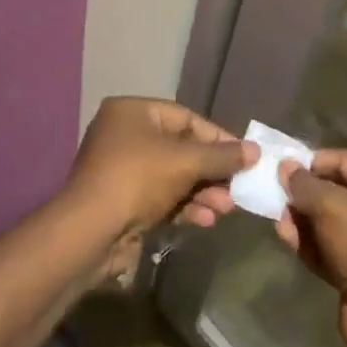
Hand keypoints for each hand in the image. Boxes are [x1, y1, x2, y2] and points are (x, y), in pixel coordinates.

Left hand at [66, 96, 252, 240]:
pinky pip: (163, 198)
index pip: (186, 118)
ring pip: (175, 177)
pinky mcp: (124, 202)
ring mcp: (123, 171)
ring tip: (226, 209)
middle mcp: (125, 136)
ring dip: (203, 192)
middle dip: (212, 171)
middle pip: (182, 149)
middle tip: (239, 188)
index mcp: (132, 113)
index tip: (245, 155)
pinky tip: (205, 221)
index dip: (218, 137)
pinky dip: (185, 207)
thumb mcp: (186, 161)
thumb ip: (222, 156)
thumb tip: (255, 151)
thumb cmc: (138, 179)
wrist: (91, 233)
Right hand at [276, 150, 346, 346]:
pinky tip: (285, 236)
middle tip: (274, 192)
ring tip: (276, 217)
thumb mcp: (333, 206)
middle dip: (306, 194)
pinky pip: (331, 249)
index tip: (282, 165)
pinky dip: (310, 243)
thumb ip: (306, 184)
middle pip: (340, 193)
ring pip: (332, 223)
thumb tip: (286, 167)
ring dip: (303, 220)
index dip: (315, 162)